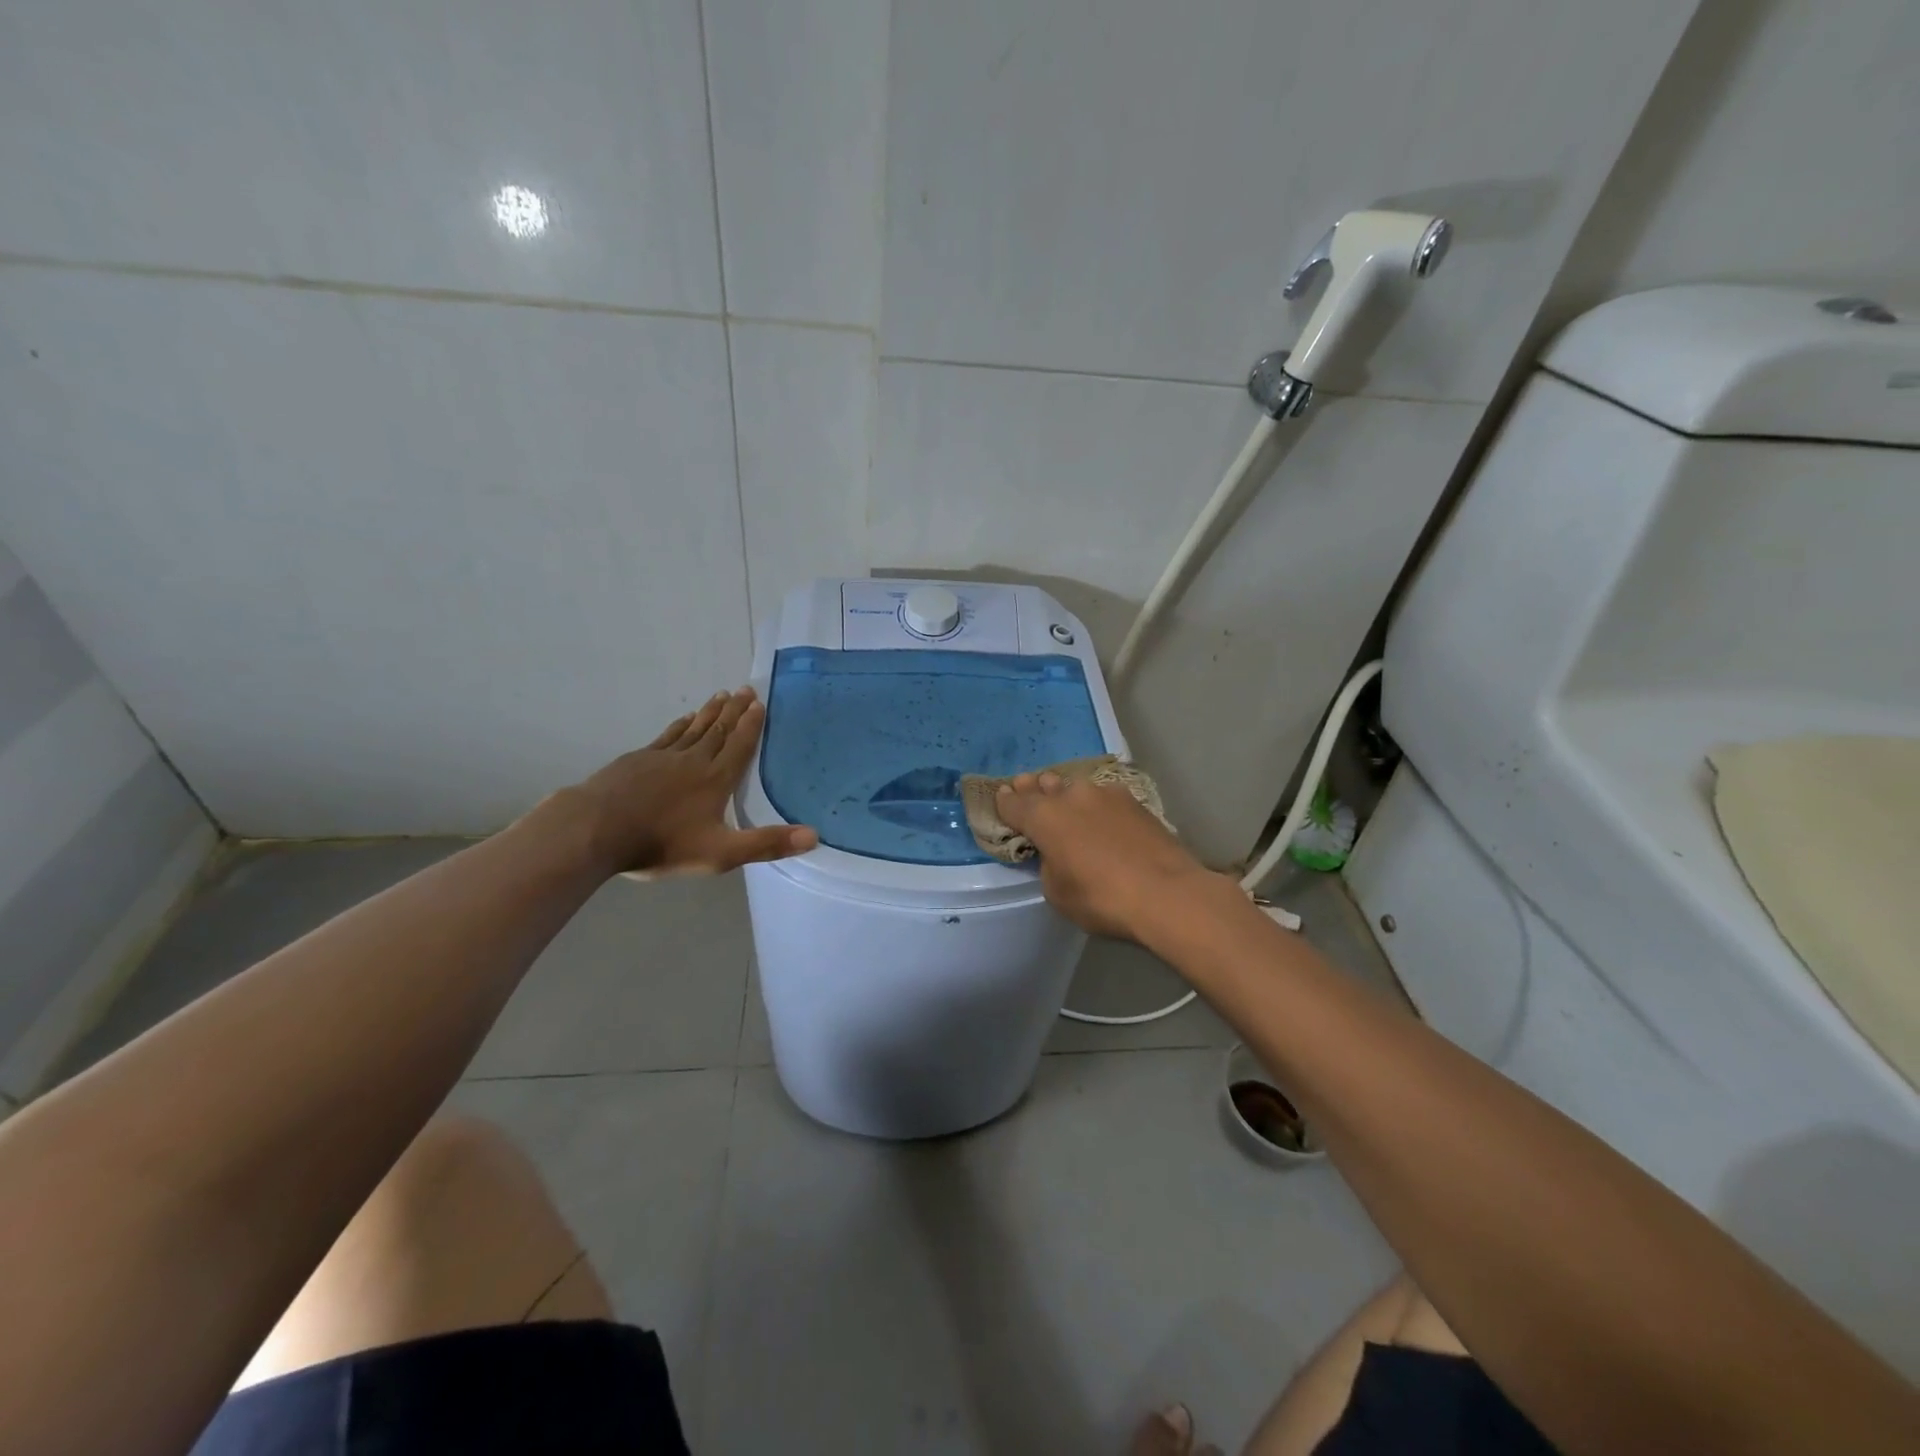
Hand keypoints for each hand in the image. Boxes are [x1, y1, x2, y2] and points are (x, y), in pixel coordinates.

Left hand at [569, 688, 816, 876]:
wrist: (596, 830)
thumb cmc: (662, 843)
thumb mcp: (721, 853)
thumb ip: (766, 844)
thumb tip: (814, 836)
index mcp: (716, 780)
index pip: (739, 746)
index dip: (751, 725)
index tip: (760, 703)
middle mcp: (693, 761)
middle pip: (718, 730)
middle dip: (734, 711)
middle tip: (746, 689)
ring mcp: (662, 757)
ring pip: (693, 728)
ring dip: (710, 712)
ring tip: (721, 695)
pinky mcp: (637, 760)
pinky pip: (667, 736)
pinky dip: (680, 725)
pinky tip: (683, 719)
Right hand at [993, 771, 1237, 941]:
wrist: (1167, 893)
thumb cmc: (1102, 898)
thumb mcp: (1057, 893)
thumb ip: (1047, 865)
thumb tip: (1056, 852)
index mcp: (1043, 817)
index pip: (1013, 803)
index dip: (1004, 803)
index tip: (1001, 799)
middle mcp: (1070, 796)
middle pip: (1043, 786)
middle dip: (1032, 789)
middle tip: (1026, 789)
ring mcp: (1105, 794)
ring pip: (1074, 787)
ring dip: (1065, 793)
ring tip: (1064, 802)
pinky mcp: (1134, 801)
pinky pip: (1103, 796)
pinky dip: (1094, 804)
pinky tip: (1100, 815)